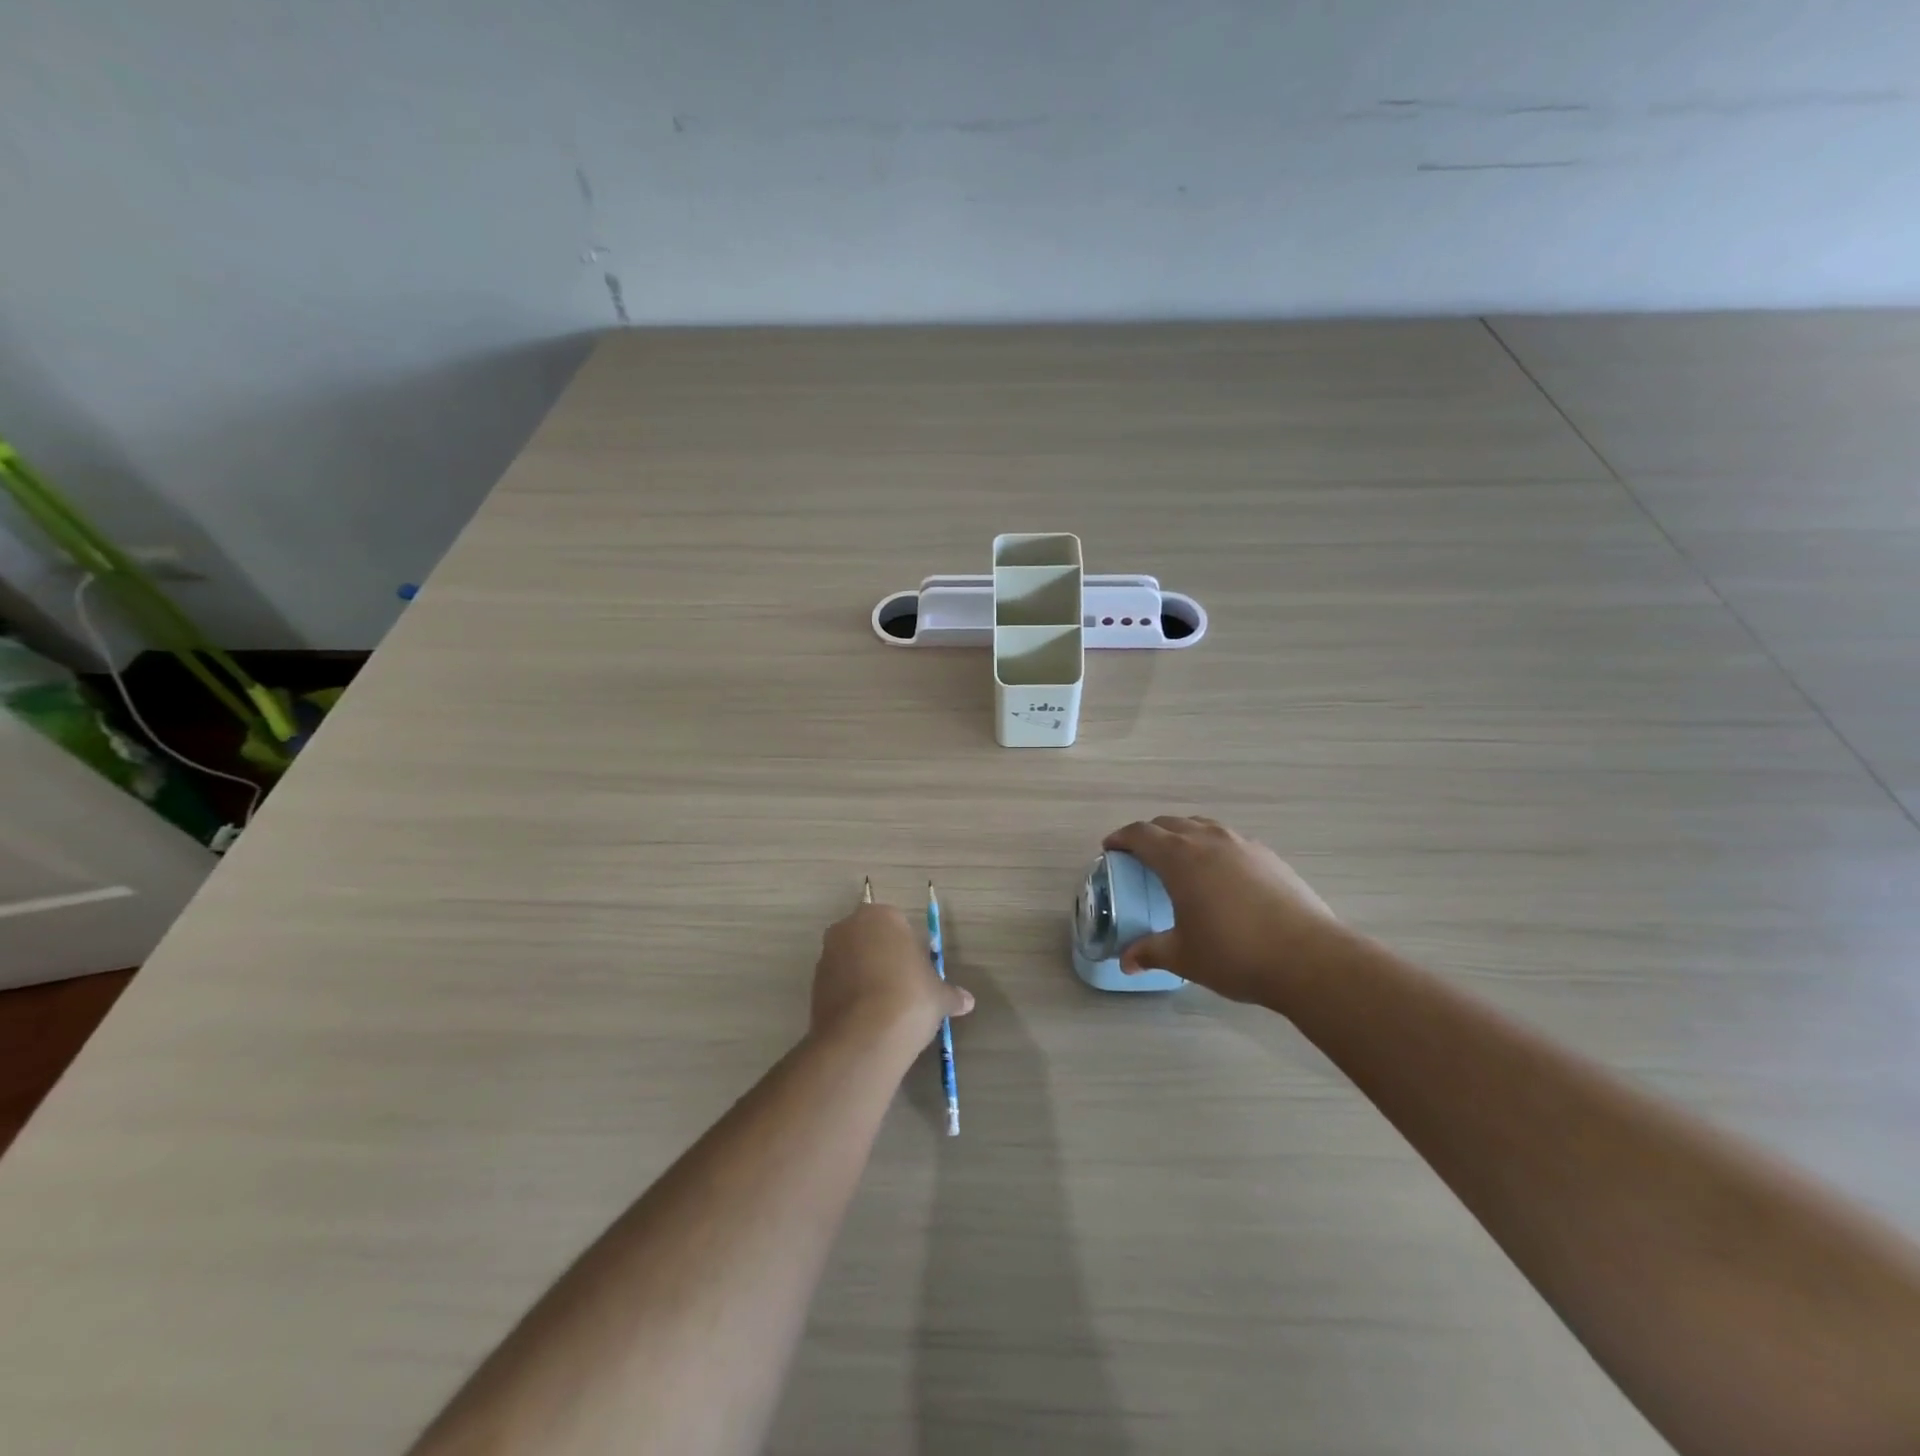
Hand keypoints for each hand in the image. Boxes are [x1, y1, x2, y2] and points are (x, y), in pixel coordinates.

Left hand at [811, 902, 973, 1048]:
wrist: (864, 1036)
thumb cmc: (910, 998)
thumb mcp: (940, 996)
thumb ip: (951, 994)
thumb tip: (967, 1001)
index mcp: (882, 916)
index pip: (899, 924)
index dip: (910, 949)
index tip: (918, 973)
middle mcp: (849, 927)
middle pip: (871, 938)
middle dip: (884, 957)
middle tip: (903, 988)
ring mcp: (827, 954)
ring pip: (852, 960)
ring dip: (864, 976)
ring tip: (884, 1007)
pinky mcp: (814, 983)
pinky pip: (838, 983)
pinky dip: (850, 995)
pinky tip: (865, 1018)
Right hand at [1103, 816, 1342, 1007]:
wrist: (1308, 958)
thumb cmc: (1234, 954)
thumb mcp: (1184, 956)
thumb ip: (1150, 952)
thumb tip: (1126, 962)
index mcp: (1180, 858)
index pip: (1141, 834)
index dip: (1121, 839)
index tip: (1110, 849)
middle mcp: (1208, 840)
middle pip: (1170, 824)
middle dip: (1149, 835)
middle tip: (1139, 857)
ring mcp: (1242, 844)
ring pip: (1202, 826)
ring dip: (1182, 836)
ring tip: (1179, 861)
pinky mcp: (1268, 856)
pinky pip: (1229, 840)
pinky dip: (1212, 847)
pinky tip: (1219, 875)